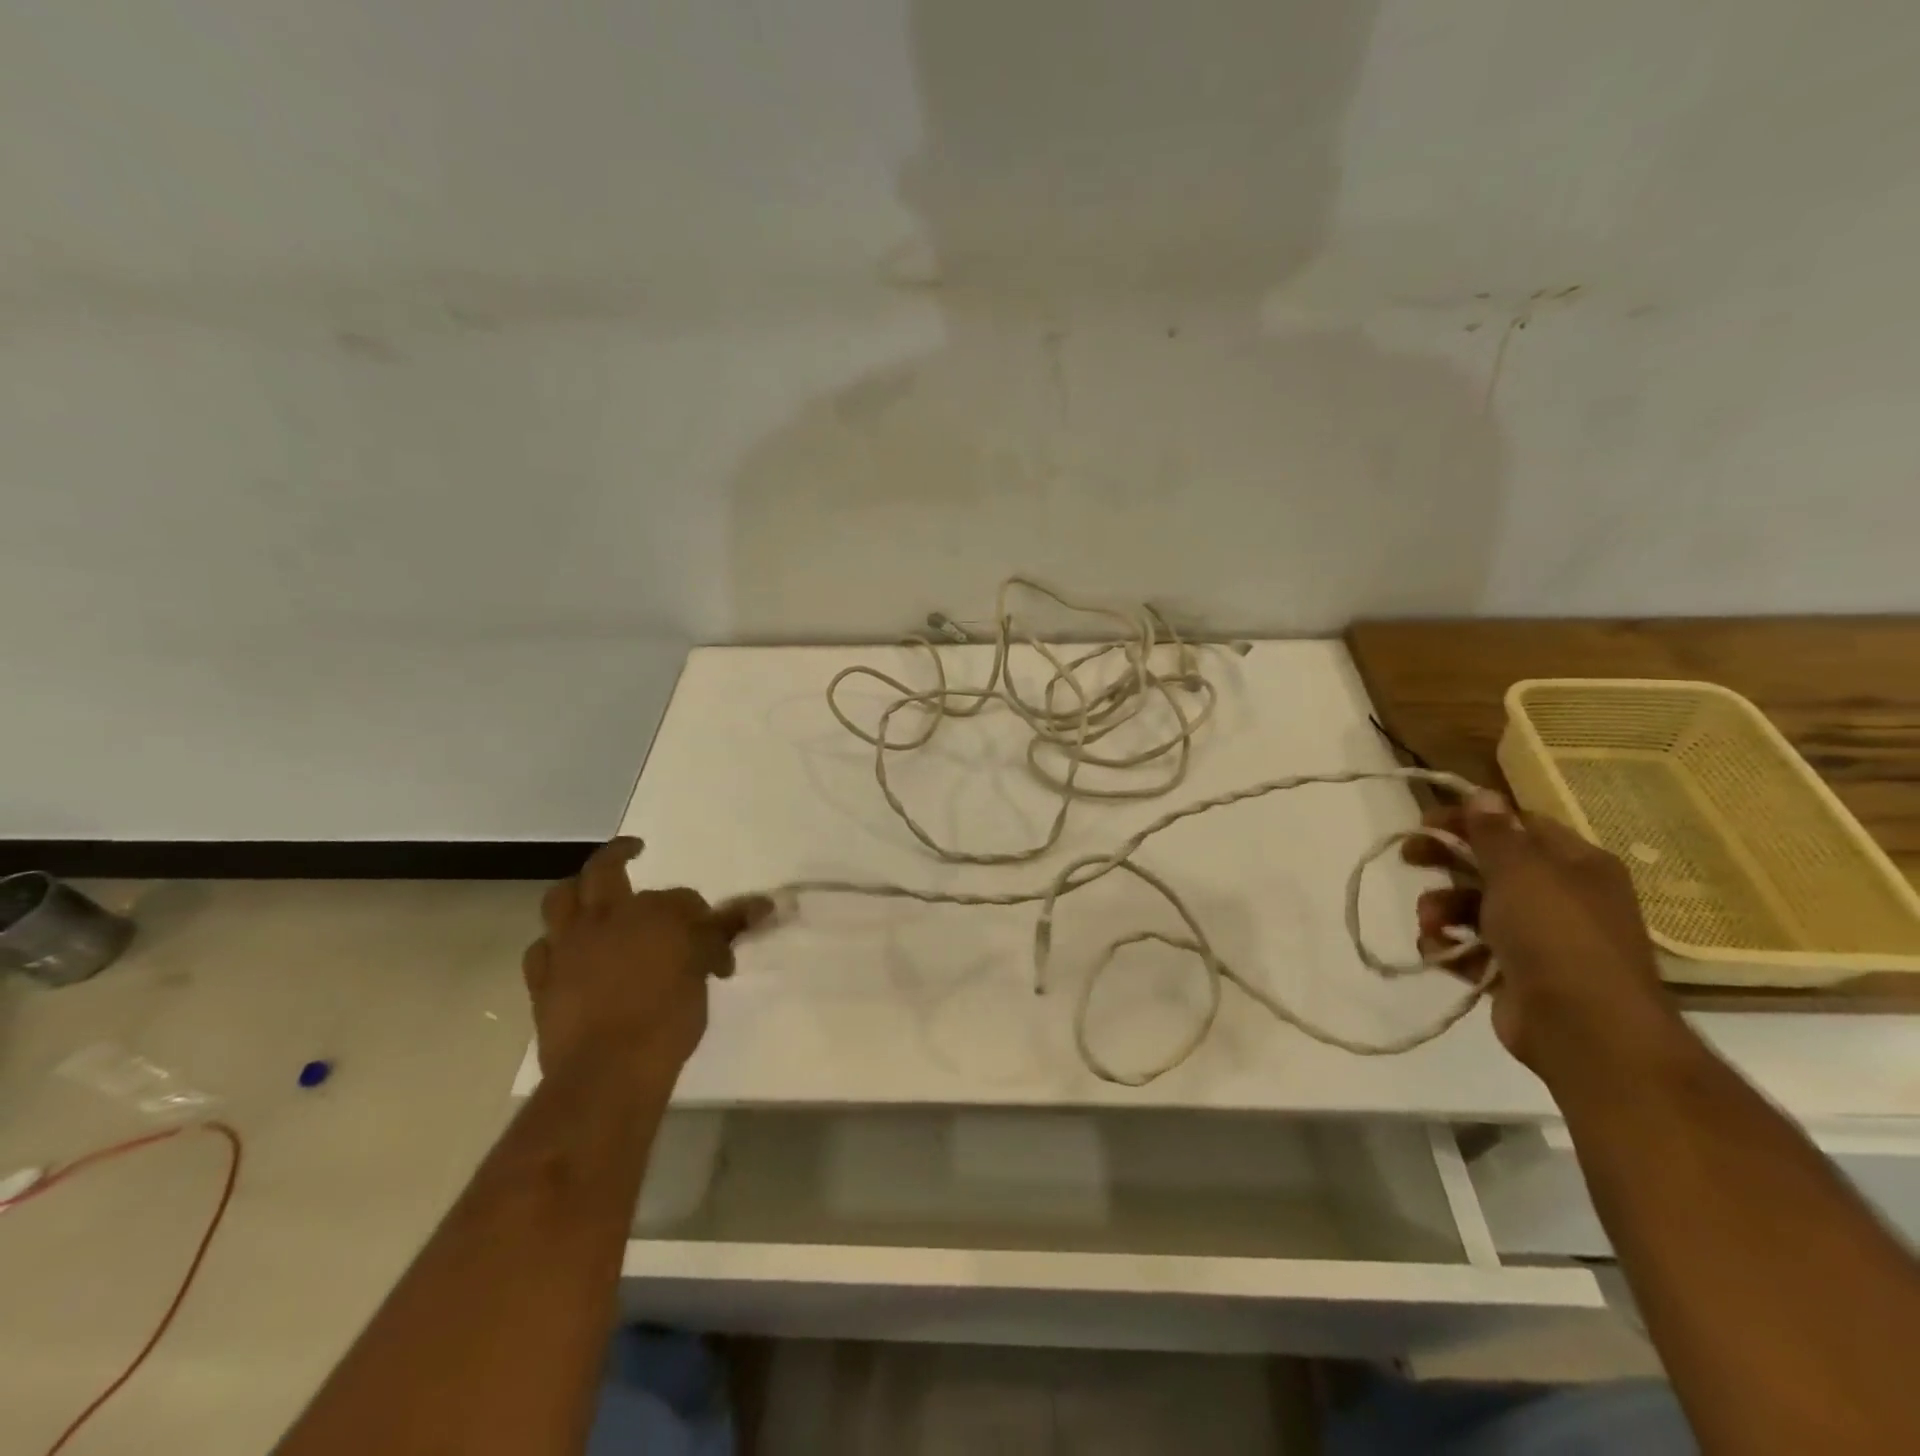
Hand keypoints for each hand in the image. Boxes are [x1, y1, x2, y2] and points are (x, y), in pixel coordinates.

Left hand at [522, 838, 774, 1087]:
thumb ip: (721, 936)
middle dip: (620, 852)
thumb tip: (762, 906)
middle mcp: (606, 917)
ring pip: (561, 899)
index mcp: (653, 912)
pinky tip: (567, 951)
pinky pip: (542, 949)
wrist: (608, 1072)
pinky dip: (555, 944)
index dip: (703, 920)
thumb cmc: (667, 1020)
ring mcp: (568, 946)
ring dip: (577, 891)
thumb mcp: (702, 972)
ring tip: (590, 893)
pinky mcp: (542, 979)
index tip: (717, 951)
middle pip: (605, 868)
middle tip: (634, 849)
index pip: (683, 900)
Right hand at [1402, 790, 1680, 1074]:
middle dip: (1447, 862)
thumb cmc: (1555, 934)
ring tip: (1430, 922)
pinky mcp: (1518, 975)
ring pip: (1476, 908)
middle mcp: (1562, 896)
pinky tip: (1438, 951)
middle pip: (1491, 865)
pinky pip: (1473, 949)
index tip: (1425, 821)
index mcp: (1575, 864)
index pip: (1517, 824)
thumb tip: (1482, 794)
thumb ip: (1494, 832)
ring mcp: (1541, 939)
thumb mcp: (1520, 871)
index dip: (1470, 818)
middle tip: (1408, 857)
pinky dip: (1451, 946)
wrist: (1585, 1029)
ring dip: (1442, 908)